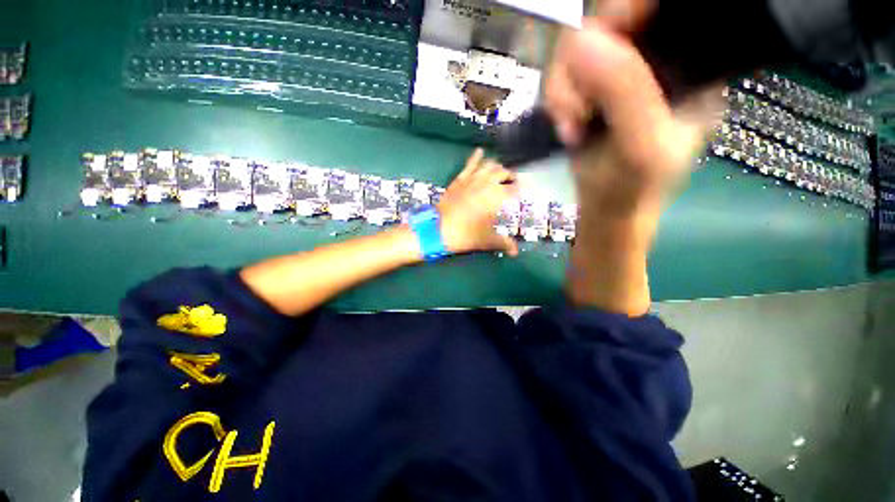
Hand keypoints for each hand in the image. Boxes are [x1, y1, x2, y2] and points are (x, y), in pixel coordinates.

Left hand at [438, 148, 519, 256]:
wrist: (438, 229)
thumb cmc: (465, 234)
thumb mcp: (487, 240)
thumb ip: (503, 243)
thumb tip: (515, 252)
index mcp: (496, 197)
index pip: (515, 188)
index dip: (522, 189)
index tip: (525, 192)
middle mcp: (487, 183)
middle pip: (503, 173)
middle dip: (510, 177)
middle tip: (513, 184)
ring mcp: (472, 179)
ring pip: (489, 165)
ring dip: (497, 168)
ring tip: (501, 172)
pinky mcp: (459, 179)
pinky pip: (470, 164)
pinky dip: (476, 157)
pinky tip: (480, 150)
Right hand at [546, 17, 723, 218]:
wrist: (607, 208)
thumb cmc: (634, 186)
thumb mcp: (640, 145)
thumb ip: (625, 94)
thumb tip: (582, 40)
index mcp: (690, 61)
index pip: (660, 9)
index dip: (623, 14)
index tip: (596, 48)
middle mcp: (653, 58)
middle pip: (607, 23)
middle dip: (580, 67)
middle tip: (578, 110)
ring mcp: (617, 74)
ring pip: (575, 50)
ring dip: (563, 91)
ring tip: (572, 127)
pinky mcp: (589, 91)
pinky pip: (561, 75)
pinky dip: (556, 102)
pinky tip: (567, 128)